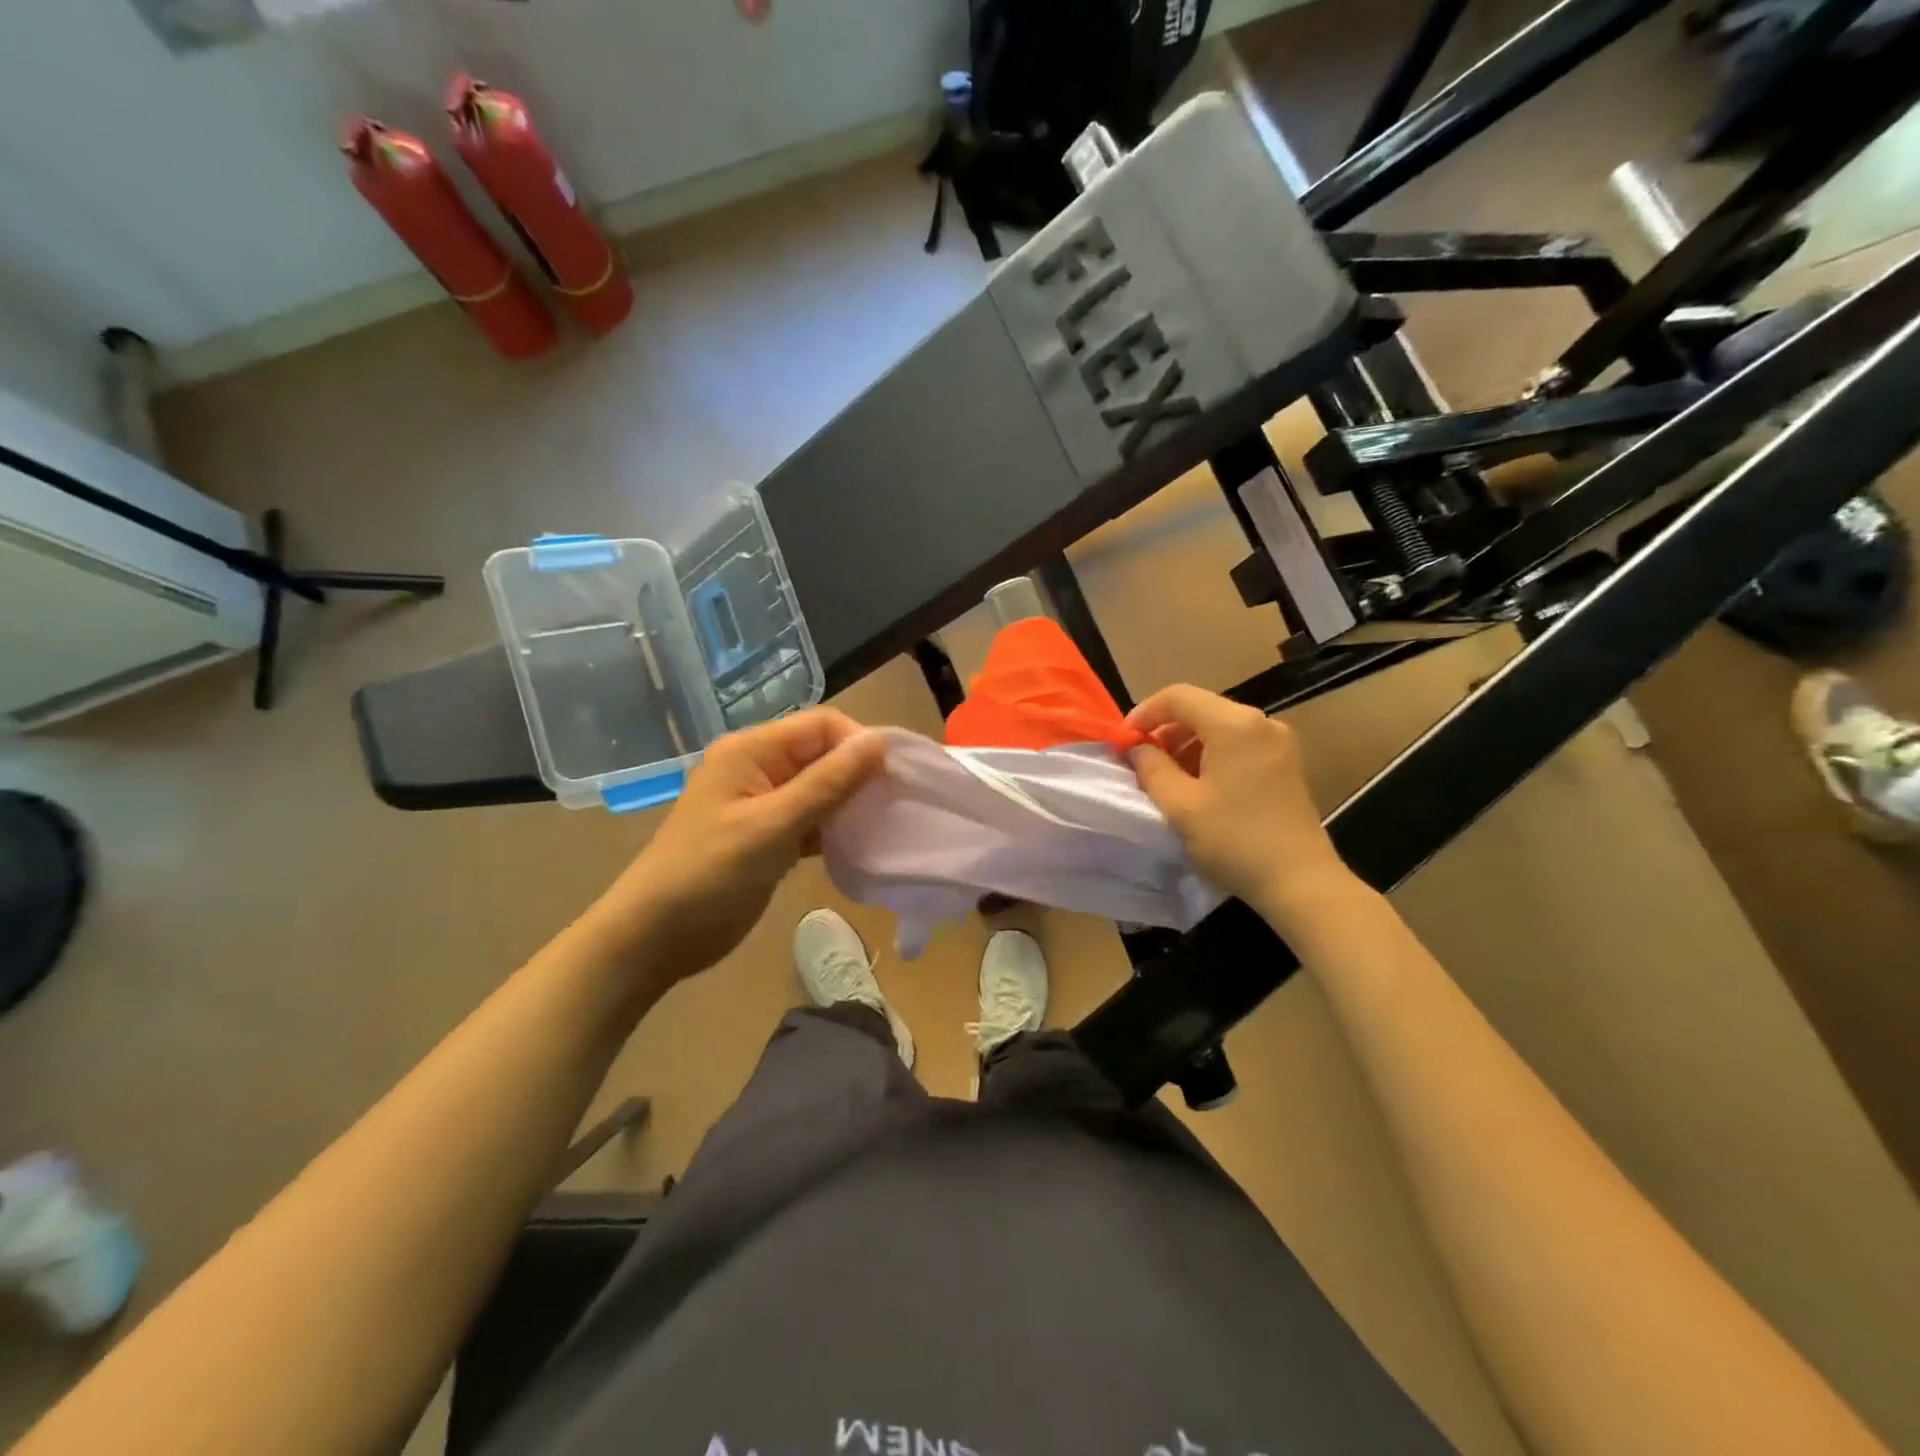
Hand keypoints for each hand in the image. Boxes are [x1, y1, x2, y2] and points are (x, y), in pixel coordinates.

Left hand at [589, 709, 885, 983]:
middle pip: (822, 754)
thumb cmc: (710, 874)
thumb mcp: (772, 826)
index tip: (894, 778)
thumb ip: (827, 783)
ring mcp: (762, 803)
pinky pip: (811, 819)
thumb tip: (878, 741)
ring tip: (884, 826)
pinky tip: (859, 846)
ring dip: (850, 803)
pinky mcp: (768, 835)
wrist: (656, 935)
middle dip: (859, 774)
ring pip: (820, 789)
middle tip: (896, 805)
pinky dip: (834, 829)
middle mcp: (758, 767)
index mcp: (752, 751)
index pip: (821, 725)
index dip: (859, 744)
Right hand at [1126, 684, 1355, 928]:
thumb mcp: (1180, 806)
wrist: (1300, 881)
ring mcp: (1278, 742)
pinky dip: (1210, 755)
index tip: (1123, 741)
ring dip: (1186, 744)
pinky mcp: (1284, 763)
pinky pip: (1237, 744)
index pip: (1178, 696)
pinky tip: (1197, 785)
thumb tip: (1138, 748)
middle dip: (1165, 730)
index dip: (1144, 713)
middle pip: (1200, 708)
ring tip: (1165, 777)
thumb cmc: (1234, 840)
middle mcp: (1260, 722)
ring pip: (1219, 727)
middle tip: (1140, 761)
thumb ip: (1152, 768)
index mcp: (1234, 725)